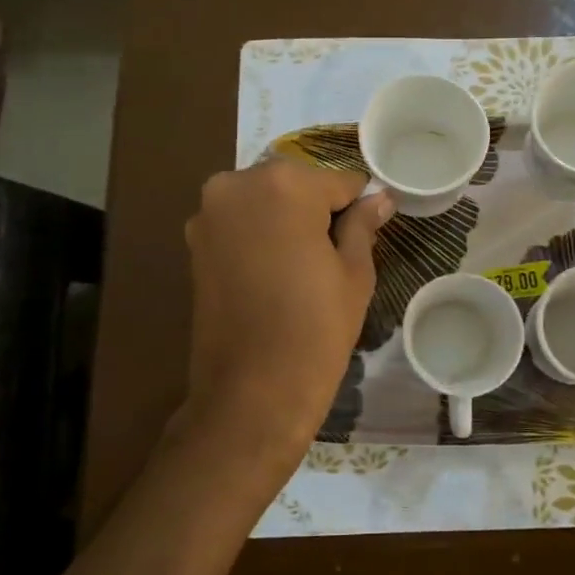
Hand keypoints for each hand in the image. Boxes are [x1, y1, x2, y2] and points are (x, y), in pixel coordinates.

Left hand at [176, 160, 393, 485]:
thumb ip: (363, 224)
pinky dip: (260, 235)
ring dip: (286, 220)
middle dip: (317, 209)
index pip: (338, 181)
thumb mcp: (354, 272)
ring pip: (265, 201)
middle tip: (336, 252)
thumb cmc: (315, 329)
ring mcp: (209, 213)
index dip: (358, 206)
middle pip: (295, 184)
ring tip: (305, 265)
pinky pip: (240, 222)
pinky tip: (276, 272)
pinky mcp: (194, 242)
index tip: (369, 230)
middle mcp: (237, 184)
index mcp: (284, 184)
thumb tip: (379, 197)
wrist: (252, 392)